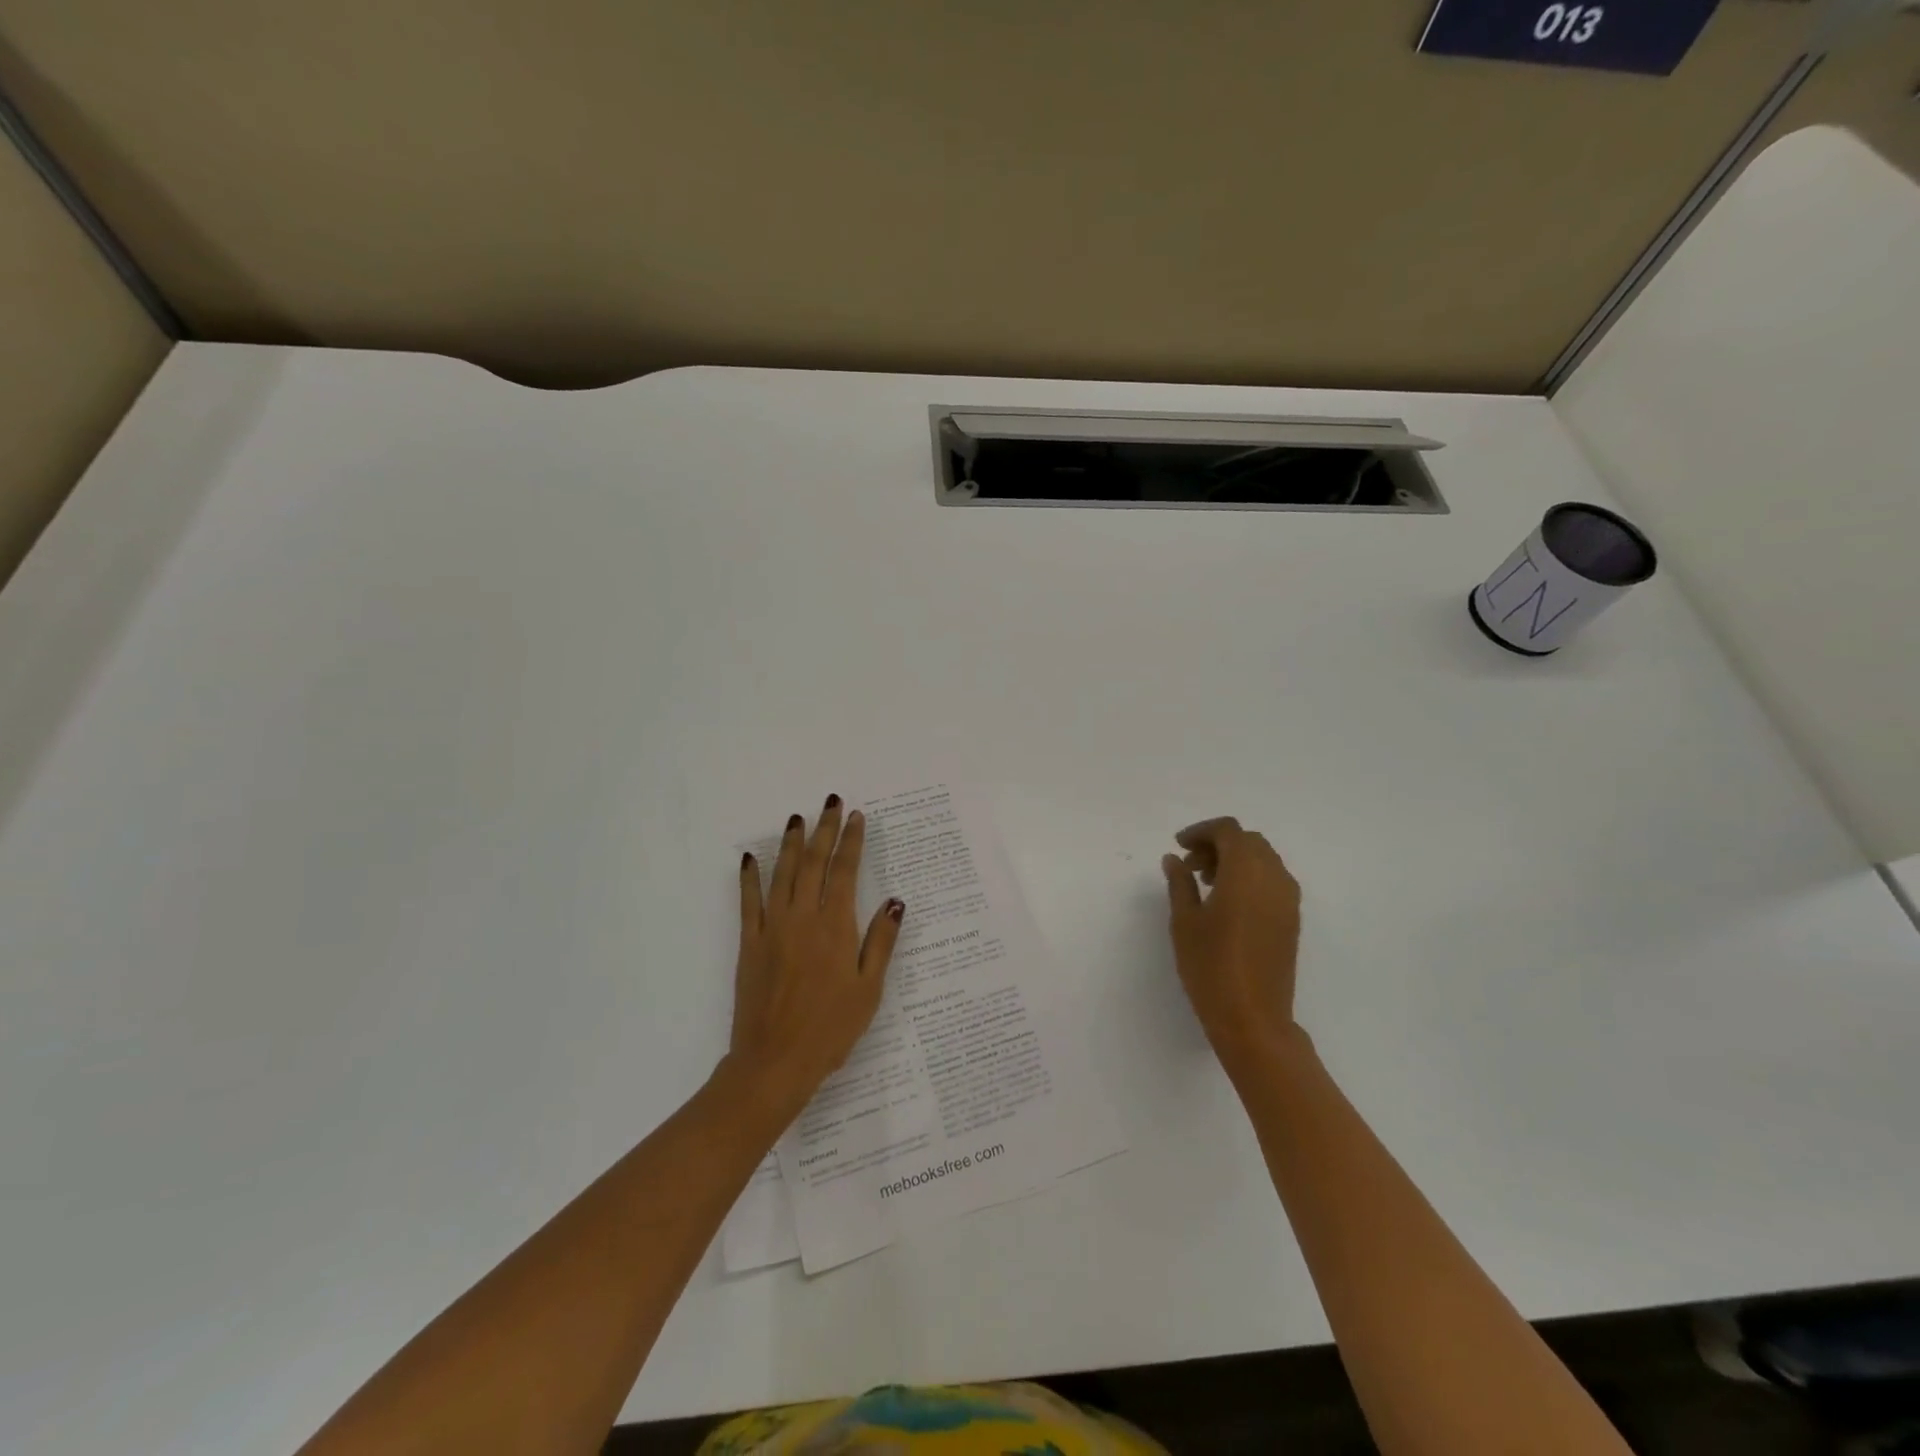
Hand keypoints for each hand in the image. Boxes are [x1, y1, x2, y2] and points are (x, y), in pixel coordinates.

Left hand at [727, 796, 904, 1113]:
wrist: (775, 1062)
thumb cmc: (831, 1029)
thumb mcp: (869, 989)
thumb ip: (881, 942)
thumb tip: (895, 901)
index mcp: (836, 928)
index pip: (845, 872)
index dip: (851, 842)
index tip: (856, 817)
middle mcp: (804, 918)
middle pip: (814, 863)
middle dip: (824, 830)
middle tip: (830, 802)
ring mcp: (773, 928)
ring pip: (783, 874)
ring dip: (790, 843)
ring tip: (797, 818)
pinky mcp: (750, 943)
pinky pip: (749, 902)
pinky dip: (750, 877)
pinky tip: (750, 858)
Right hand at [1162, 817, 1303, 1074]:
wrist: (1253, 1018)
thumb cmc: (1211, 966)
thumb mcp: (1185, 921)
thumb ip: (1180, 883)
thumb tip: (1174, 859)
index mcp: (1246, 871)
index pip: (1228, 830)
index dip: (1201, 831)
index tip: (1179, 847)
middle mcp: (1273, 877)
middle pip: (1248, 842)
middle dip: (1218, 844)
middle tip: (1190, 866)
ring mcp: (1288, 899)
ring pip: (1263, 860)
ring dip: (1235, 860)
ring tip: (1205, 885)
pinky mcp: (1292, 920)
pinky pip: (1272, 881)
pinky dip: (1250, 878)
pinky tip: (1227, 903)